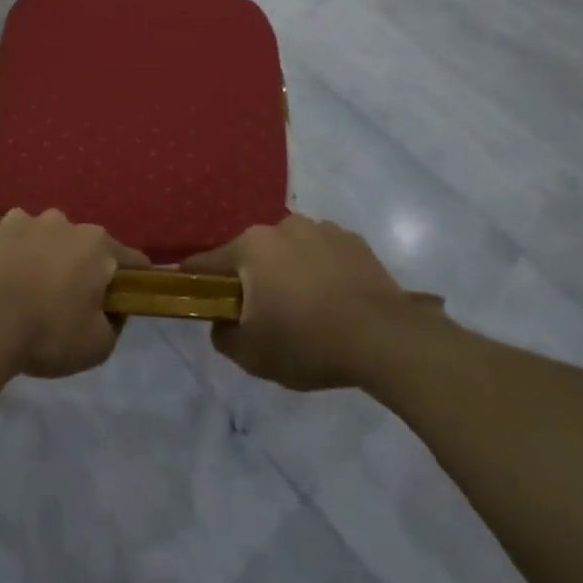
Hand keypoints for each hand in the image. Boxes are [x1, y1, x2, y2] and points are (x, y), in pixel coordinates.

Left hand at [0, 209, 147, 378]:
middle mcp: (65, 223)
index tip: (125, 299)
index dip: (133, 281)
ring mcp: (25, 220)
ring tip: (29, 290)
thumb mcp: (98, 346)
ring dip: (45, 257)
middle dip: (82, 268)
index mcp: (98, 246)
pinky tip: (2, 282)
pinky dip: (12, 256)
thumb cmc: (47, 332)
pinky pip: (12, 242)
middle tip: (69, 301)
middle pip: (85, 246)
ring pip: (45, 238)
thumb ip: (114, 324)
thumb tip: (110, 311)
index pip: (132, 260)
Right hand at [183, 214, 441, 391]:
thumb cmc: (309, 342)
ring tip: (306, 309)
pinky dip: (321, 271)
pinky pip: (323, 254)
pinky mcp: (353, 240)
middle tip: (263, 315)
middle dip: (251, 279)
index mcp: (250, 247)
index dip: (195, 282)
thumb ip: (223, 336)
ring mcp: (321, 229)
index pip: (205, 262)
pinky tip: (335, 301)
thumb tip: (221, 322)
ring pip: (288, 251)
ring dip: (288, 272)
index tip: (198, 300)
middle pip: (251, 254)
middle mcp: (281, 226)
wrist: (386, 339)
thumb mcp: (252, 356)